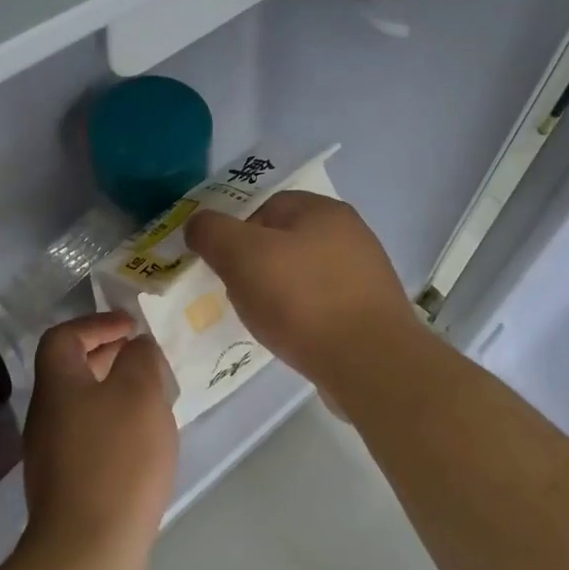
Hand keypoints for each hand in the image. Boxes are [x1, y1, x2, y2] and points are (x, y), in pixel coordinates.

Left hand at [20, 312, 177, 563]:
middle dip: (107, 357)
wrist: (88, 548)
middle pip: (70, 371)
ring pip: (81, 406)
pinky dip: (113, 426)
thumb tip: (136, 347)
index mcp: (57, 385)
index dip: (97, 324)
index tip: (132, 327)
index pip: (63, 336)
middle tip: (143, 359)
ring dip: (113, 393)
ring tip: (151, 400)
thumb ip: (140, 359)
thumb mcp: (140, 394)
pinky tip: (141, 444)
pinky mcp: (64, 485)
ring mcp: (50, 454)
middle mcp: (45, 415)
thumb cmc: (117, 459)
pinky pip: (88, 437)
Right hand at [184, 192, 419, 390]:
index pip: (266, 206)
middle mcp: (350, 234)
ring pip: (303, 275)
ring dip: (279, 294)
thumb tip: (198, 224)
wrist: (370, 362)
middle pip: (285, 242)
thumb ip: (212, 232)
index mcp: (323, 210)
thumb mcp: (242, 256)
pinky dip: (303, 317)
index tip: (224, 267)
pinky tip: (294, 337)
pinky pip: (323, 305)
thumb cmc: (303, 300)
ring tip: (266, 321)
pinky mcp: (370, 311)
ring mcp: (365, 274)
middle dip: (256, 267)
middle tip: (240, 295)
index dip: (237, 233)